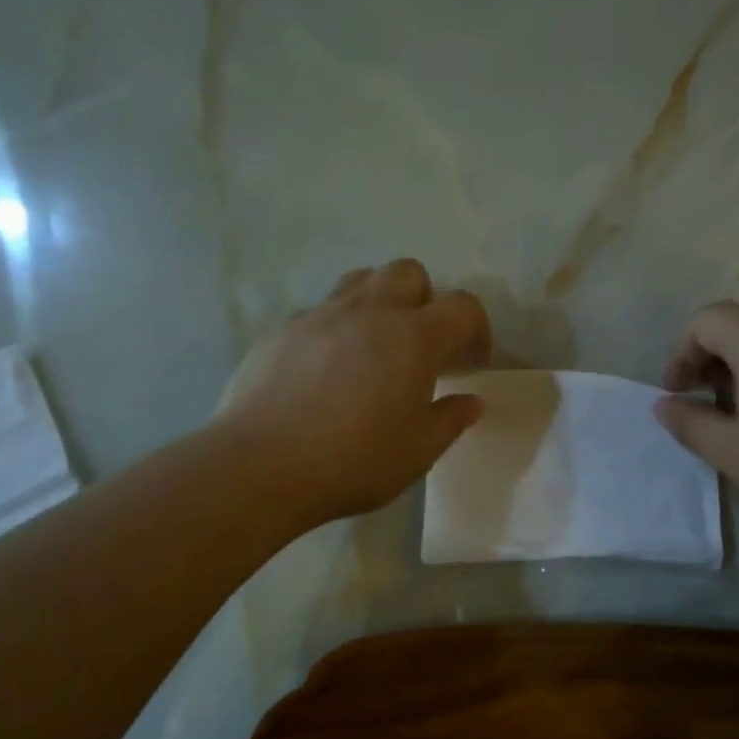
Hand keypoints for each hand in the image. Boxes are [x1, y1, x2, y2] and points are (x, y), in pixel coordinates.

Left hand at [214, 259, 491, 526]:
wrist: (262, 465)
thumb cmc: (355, 460)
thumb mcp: (418, 451)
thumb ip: (450, 420)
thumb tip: (471, 401)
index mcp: (413, 336)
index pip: (463, 306)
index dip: (476, 330)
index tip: (471, 363)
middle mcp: (369, 311)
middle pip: (408, 273)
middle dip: (424, 300)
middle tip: (419, 345)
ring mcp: (321, 315)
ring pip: (360, 281)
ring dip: (378, 303)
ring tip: (373, 347)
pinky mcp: (281, 330)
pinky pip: (319, 313)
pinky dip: (334, 330)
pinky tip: (324, 372)